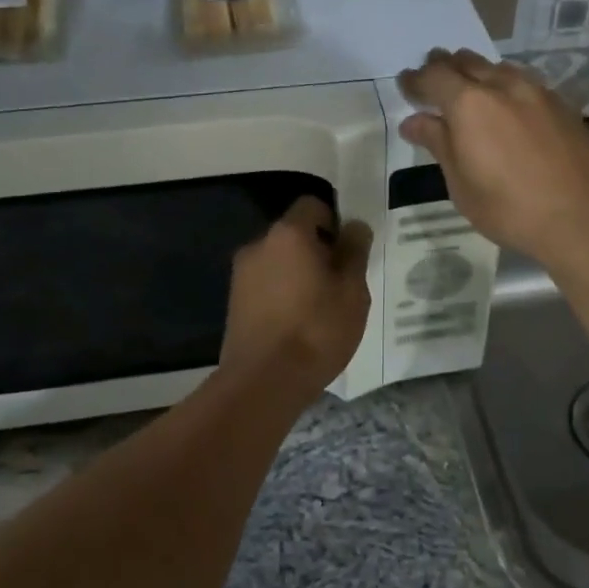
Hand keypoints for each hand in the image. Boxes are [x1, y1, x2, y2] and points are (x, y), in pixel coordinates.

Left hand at [222, 196, 373, 393]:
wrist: (263, 382)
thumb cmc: (316, 330)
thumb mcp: (352, 291)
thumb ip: (354, 252)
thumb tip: (354, 226)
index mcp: (289, 234)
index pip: (313, 205)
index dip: (335, 221)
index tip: (349, 252)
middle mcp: (259, 245)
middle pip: (294, 234)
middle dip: (317, 250)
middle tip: (340, 283)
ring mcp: (241, 274)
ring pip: (279, 261)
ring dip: (299, 273)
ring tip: (320, 308)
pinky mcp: (234, 302)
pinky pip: (266, 284)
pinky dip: (282, 293)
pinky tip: (298, 324)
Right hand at [397, 49, 588, 264]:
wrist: (585, 217)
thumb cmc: (510, 209)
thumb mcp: (462, 184)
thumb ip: (439, 144)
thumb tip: (414, 121)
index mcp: (469, 104)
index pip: (433, 77)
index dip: (415, 80)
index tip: (405, 86)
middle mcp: (503, 86)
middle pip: (466, 62)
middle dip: (444, 67)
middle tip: (432, 80)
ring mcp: (538, 92)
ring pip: (498, 68)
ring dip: (477, 73)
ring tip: (468, 90)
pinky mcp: (562, 106)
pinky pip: (524, 82)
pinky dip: (505, 86)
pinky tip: (507, 105)